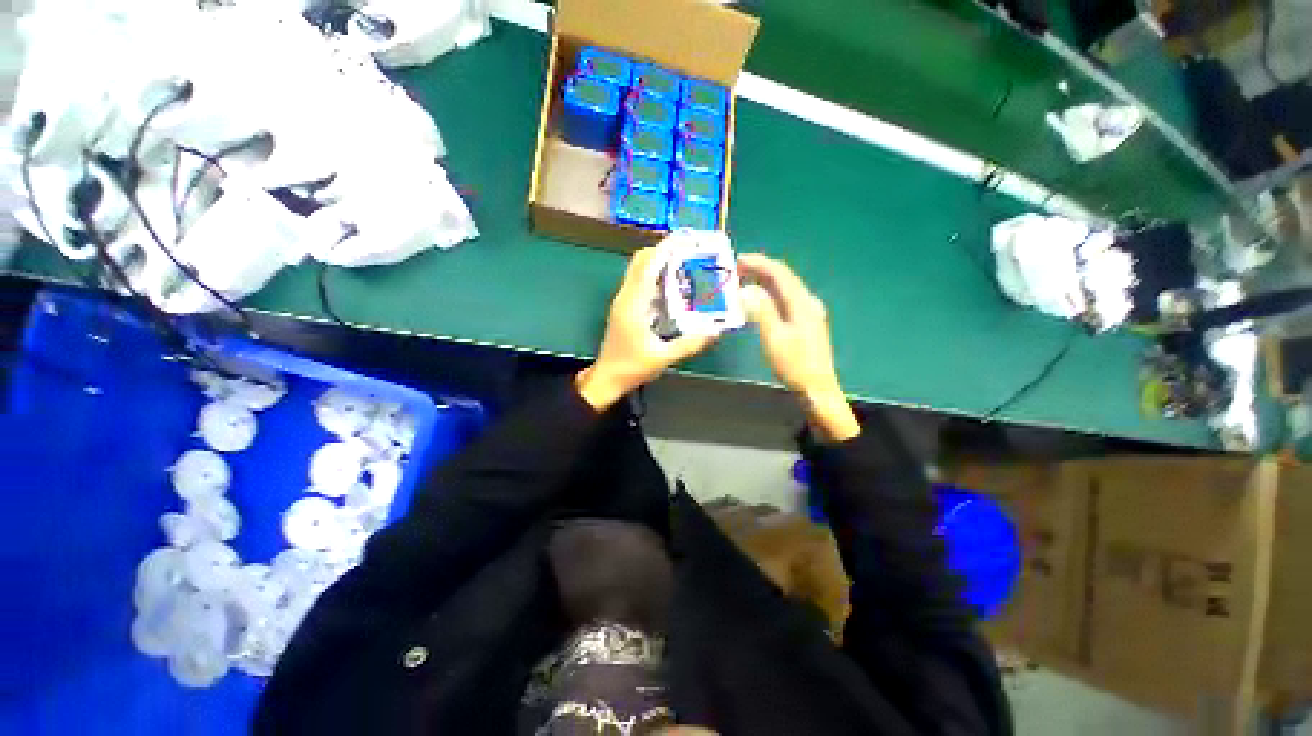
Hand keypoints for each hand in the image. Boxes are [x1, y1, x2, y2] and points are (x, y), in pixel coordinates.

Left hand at [577, 248, 717, 410]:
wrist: (607, 378)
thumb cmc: (632, 367)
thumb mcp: (663, 358)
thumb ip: (690, 344)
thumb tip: (716, 331)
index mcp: (633, 304)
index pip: (647, 266)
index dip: (664, 249)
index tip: (683, 239)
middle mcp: (625, 297)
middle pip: (640, 261)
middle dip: (662, 251)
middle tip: (688, 253)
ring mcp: (622, 301)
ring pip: (638, 270)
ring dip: (657, 263)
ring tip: (683, 265)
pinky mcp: (624, 308)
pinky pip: (638, 283)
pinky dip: (654, 276)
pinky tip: (671, 287)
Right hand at [738, 254, 859, 440]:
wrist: (817, 388)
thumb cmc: (794, 364)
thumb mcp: (774, 337)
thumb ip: (761, 310)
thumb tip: (746, 288)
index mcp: (801, 302)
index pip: (780, 273)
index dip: (759, 263)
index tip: (737, 260)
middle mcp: (807, 302)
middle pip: (783, 278)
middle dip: (760, 270)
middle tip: (736, 270)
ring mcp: (809, 312)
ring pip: (784, 289)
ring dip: (764, 282)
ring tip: (743, 281)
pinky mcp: (806, 323)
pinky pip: (785, 300)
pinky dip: (770, 295)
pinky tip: (759, 300)